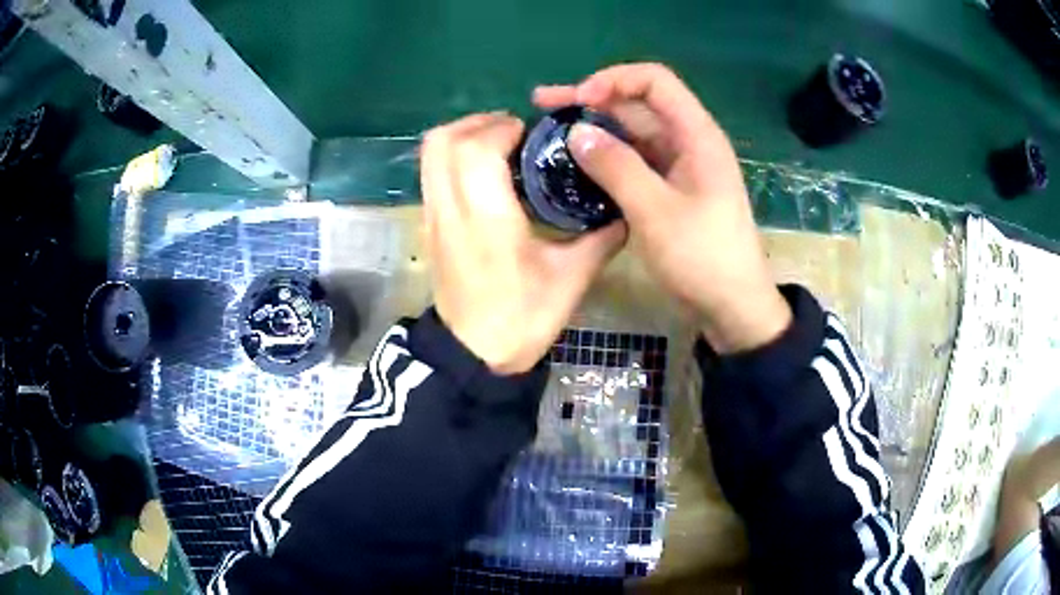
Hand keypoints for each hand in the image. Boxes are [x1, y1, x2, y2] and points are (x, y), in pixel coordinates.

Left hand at [420, 113, 625, 373]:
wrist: (473, 356)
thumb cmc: (521, 319)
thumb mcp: (570, 280)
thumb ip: (600, 238)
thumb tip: (624, 210)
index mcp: (485, 218)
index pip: (476, 148)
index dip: (502, 128)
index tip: (531, 133)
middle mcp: (450, 209)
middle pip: (442, 141)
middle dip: (477, 123)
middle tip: (513, 131)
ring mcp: (433, 217)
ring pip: (430, 154)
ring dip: (462, 136)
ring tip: (499, 144)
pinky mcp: (429, 226)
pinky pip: (431, 173)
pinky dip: (453, 157)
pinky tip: (484, 173)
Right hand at [534, 63, 790, 352]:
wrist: (733, 306)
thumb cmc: (703, 258)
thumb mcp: (656, 212)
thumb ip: (616, 167)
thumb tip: (577, 132)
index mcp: (696, 135)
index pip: (655, 82)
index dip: (613, 80)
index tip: (577, 100)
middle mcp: (688, 141)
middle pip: (638, 104)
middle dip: (591, 100)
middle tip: (543, 106)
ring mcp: (679, 166)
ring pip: (633, 132)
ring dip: (594, 129)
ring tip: (549, 133)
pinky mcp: (670, 189)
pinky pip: (634, 160)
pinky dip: (606, 157)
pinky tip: (576, 164)